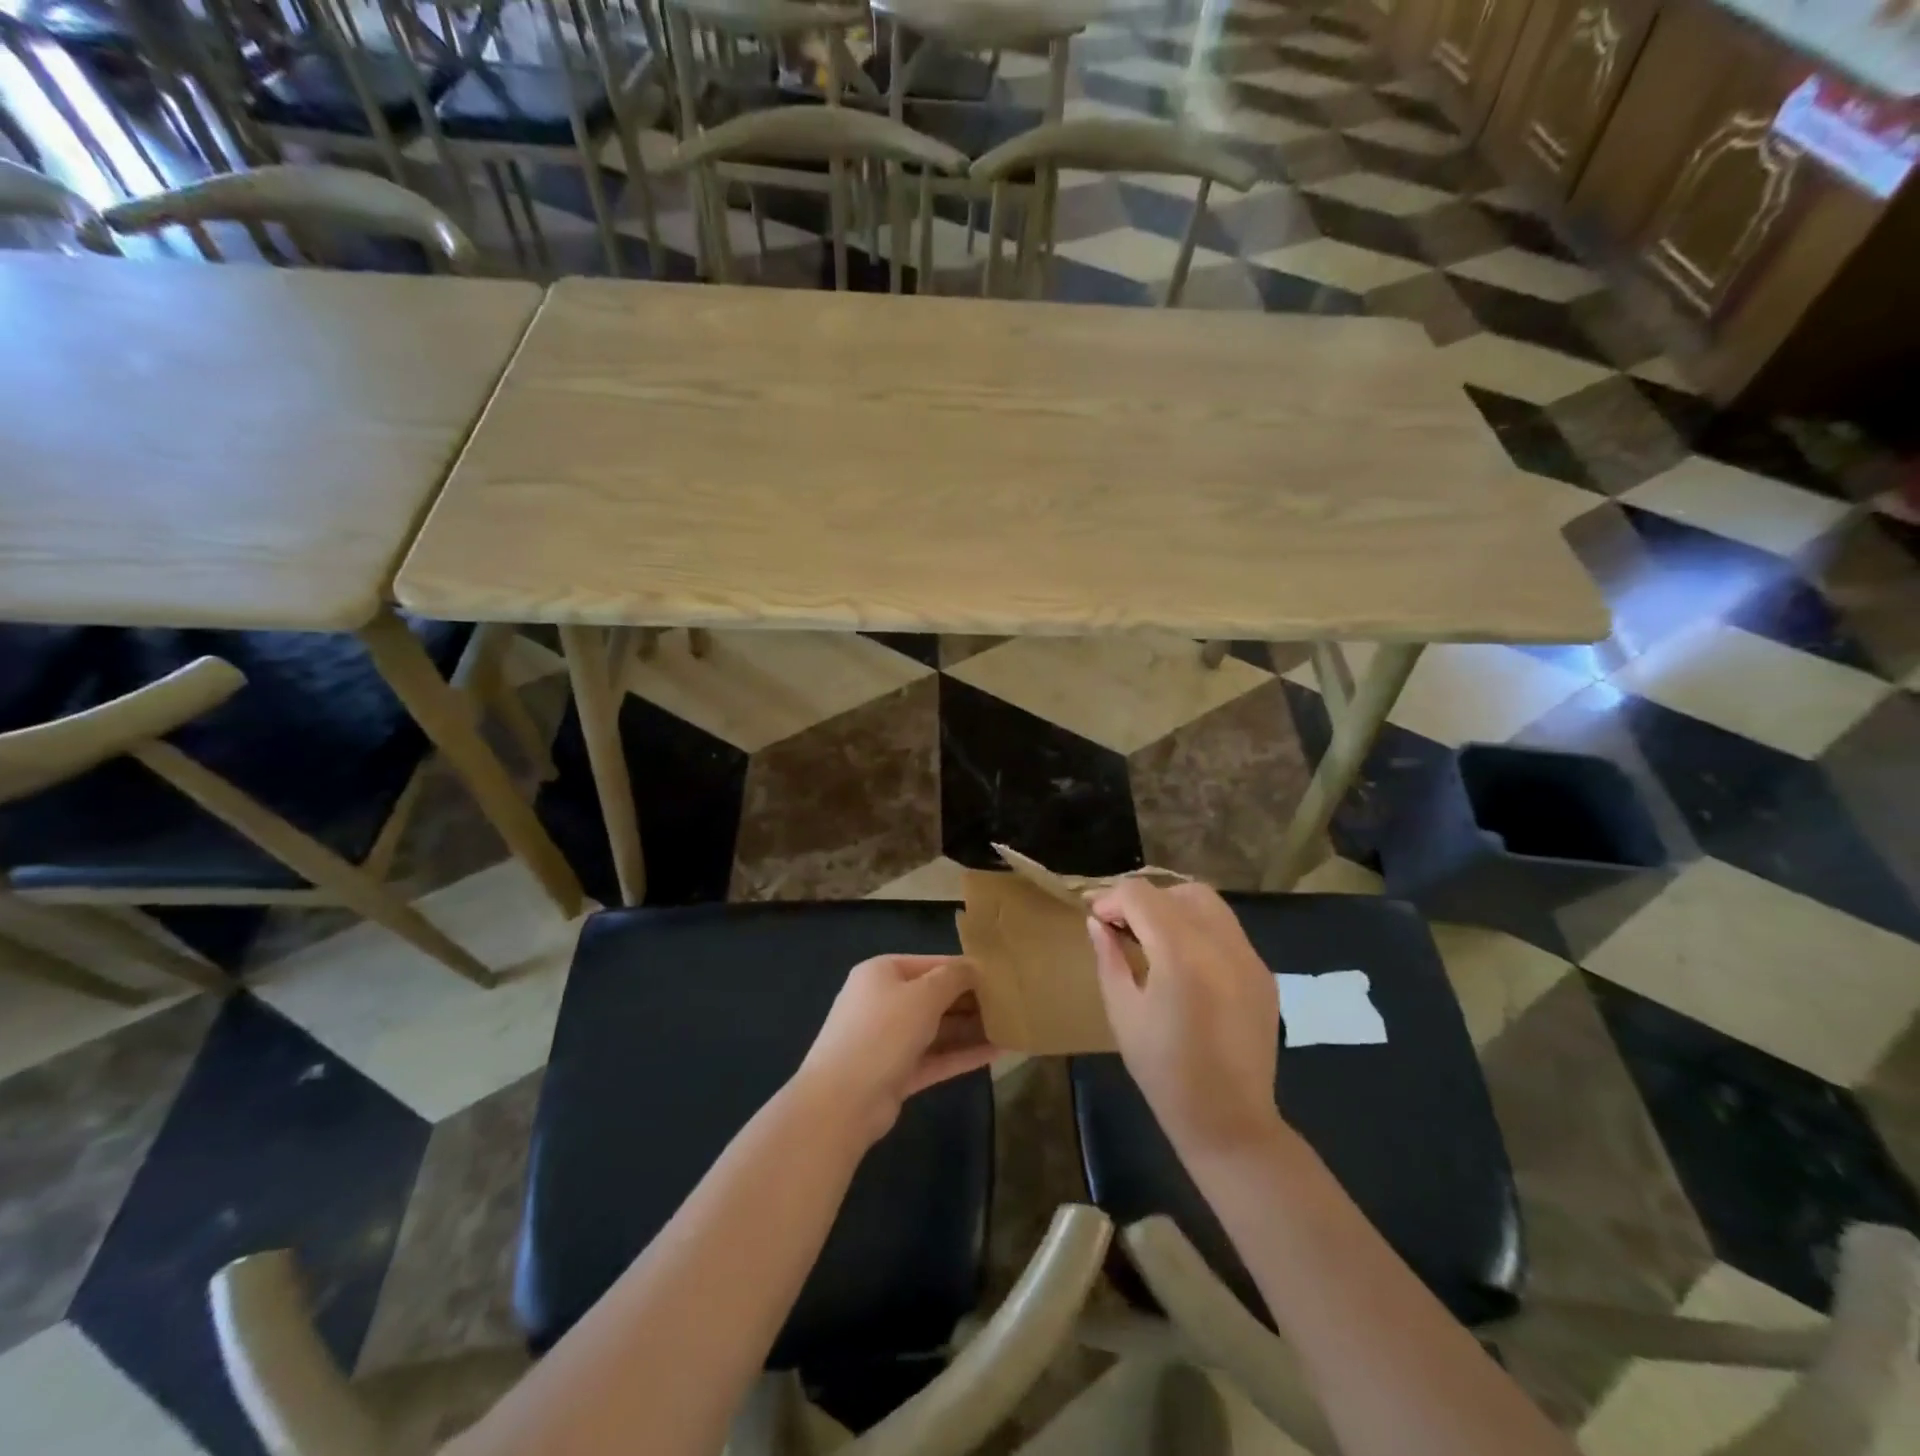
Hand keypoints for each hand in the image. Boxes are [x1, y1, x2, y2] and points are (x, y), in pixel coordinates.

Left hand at [793, 954, 995, 1145]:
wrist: (841, 1101)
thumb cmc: (883, 1031)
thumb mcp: (923, 995)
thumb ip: (953, 978)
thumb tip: (975, 967)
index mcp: (882, 973)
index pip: (932, 963)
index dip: (965, 969)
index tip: (1001, 976)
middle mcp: (884, 1001)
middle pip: (935, 996)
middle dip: (971, 1001)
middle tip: (1012, 1003)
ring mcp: (889, 1040)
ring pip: (937, 1029)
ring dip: (971, 1029)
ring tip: (1012, 1027)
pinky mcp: (897, 1073)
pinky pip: (936, 1057)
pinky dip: (963, 1054)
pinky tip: (998, 1053)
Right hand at [1088, 881, 1282, 1160]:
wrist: (1229, 1121)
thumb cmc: (1164, 1071)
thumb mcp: (1122, 1011)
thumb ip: (1108, 957)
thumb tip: (1097, 922)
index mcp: (1181, 954)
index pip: (1141, 895)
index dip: (1112, 899)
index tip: (1096, 919)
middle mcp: (1221, 944)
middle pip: (1179, 890)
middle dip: (1146, 899)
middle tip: (1125, 927)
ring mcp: (1249, 957)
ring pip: (1209, 904)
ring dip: (1175, 908)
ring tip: (1154, 939)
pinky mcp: (1263, 973)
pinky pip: (1227, 931)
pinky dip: (1200, 930)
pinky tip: (1185, 962)